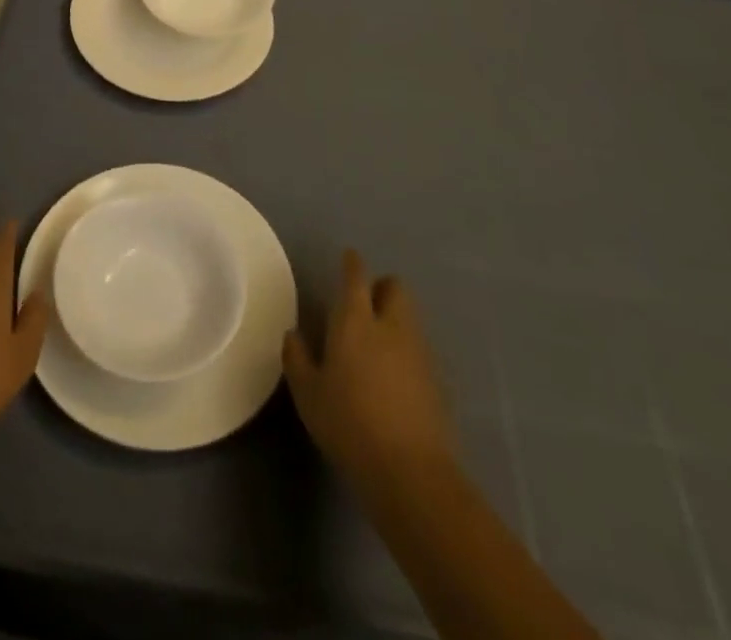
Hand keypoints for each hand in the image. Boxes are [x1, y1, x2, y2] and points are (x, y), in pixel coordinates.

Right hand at [283, 250, 453, 491]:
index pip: (356, 277)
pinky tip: (395, 377)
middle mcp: (391, 326)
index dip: (352, 264)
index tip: (349, 258)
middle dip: (382, 288)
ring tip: (378, 343)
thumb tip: (293, 336)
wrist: (410, 472)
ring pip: (410, 317)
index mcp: (355, 321)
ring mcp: (420, 352)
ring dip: (396, 318)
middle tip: (364, 305)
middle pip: (395, 288)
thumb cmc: (348, 424)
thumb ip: (297, 359)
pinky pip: (420, 348)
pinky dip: (408, 351)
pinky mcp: (438, 380)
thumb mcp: (308, 394)